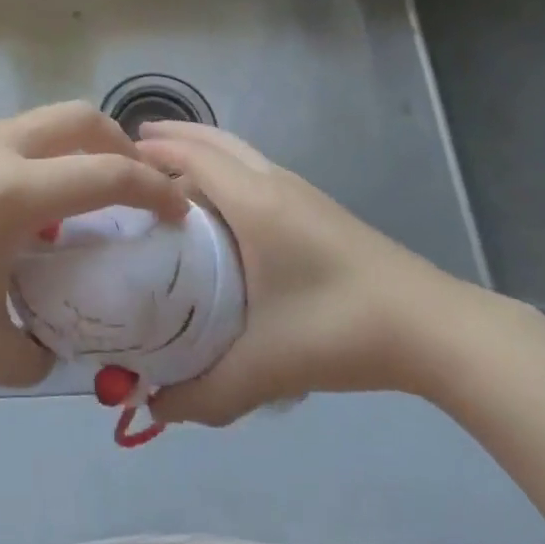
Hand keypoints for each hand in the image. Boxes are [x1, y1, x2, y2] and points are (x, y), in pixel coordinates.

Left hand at [0, 102, 185, 388]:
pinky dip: (24, 159)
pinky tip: (2, 210)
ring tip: (64, 205)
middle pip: (76, 117)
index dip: (152, 190)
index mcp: (11, 192)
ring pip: (33, 123)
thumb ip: (38, 351)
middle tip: (131, 187)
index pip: (106, 174)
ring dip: (66, 151)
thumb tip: (52, 340)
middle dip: (118, 145)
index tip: (176, 210)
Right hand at [133, 121, 492, 425]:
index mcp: (252, 200)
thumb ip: (204, 391)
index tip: (111, 160)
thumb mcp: (265, 366)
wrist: (433, 327)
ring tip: (169, 168)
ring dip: (202, 149)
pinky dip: (226, 166)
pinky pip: (256, 168)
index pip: (190, 157)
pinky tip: (223, 204)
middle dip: (172, 137)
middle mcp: (272, 182)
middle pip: (214, 140)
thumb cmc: (340, 329)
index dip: (150, 153)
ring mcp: (299, 191)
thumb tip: (153, 406)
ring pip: (239, 151)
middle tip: (131, 150)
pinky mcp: (318, 207)